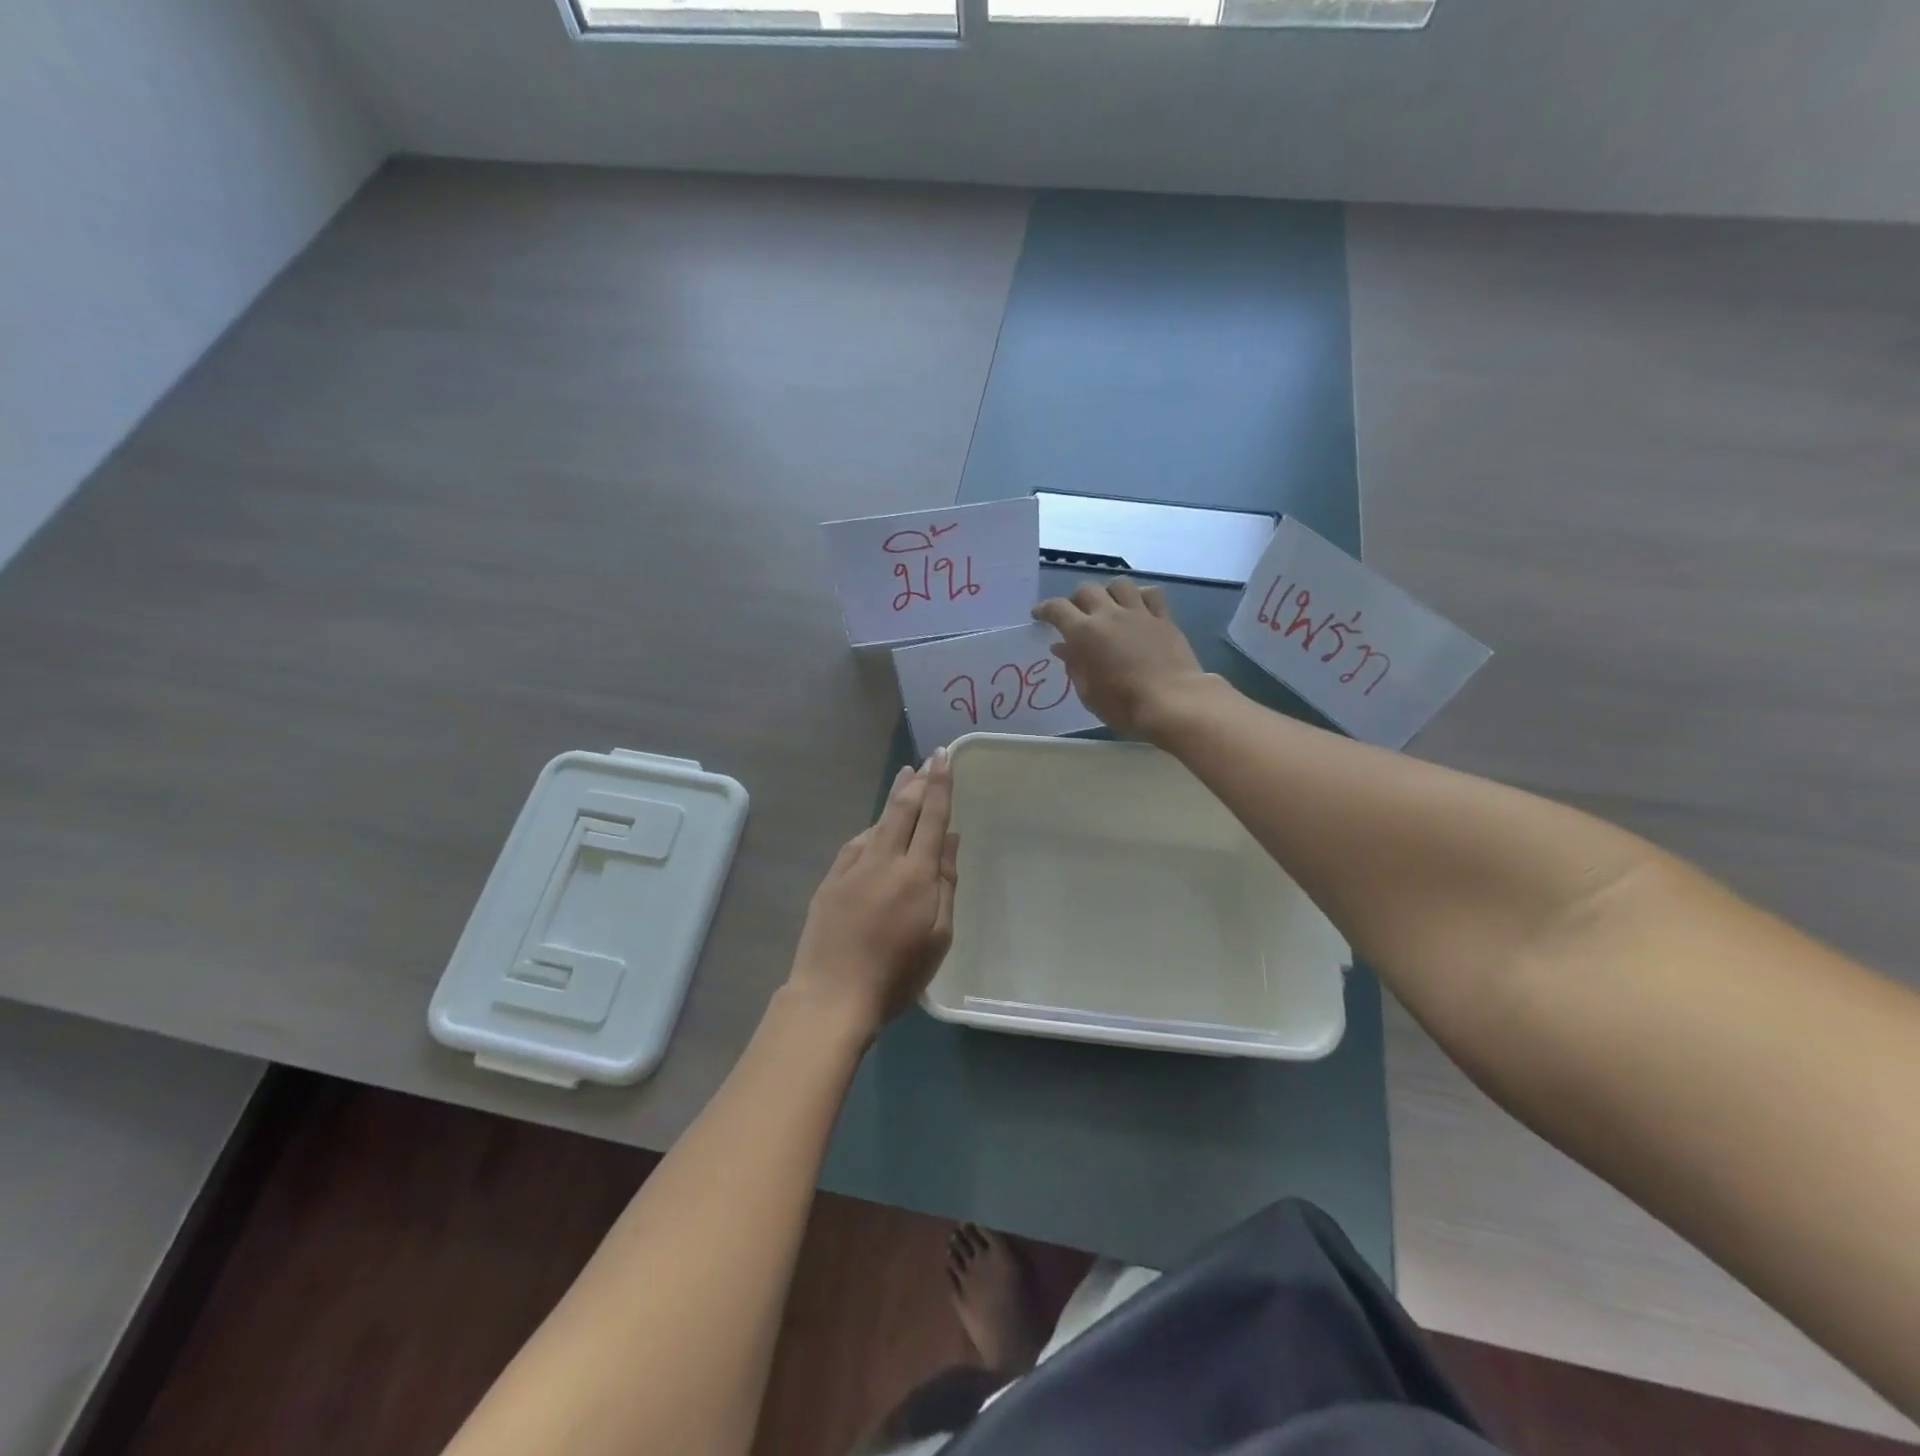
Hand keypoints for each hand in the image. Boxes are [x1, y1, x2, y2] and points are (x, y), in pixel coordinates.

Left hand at [787, 751, 958, 1037]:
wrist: (832, 994)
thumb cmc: (897, 973)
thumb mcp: (938, 935)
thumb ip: (946, 882)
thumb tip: (950, 838)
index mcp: (916, 873)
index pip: (931, 817)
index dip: (940, 785)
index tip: (943, 757)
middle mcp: (883, 859)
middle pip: (902, 810)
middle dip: (917, 781)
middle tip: (926, 760)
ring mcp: (852, 867)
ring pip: (877, 822)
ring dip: (894, 798)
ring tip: (905, 779)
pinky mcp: (831, 880)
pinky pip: (856, 843)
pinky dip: (871, 828)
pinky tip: (874, 827)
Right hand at [1033, 579, 1211, 739]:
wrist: (1174, 703)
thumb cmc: (1124, 705)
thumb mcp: (1089, 693)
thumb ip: (1074, 666)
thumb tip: (1062, 647)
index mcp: (1085, 633)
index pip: (1058, 609)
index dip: (1045, 609)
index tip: (1039, 615)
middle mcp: (1109, 615)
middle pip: (1087, 590)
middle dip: (1076, 599)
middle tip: (1075, 615)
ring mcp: (1139, 613)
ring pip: (1119, 584)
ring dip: (1108, 592)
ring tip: (1108, 606)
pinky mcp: (1164, 618)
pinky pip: (1151, 594)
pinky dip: (1140, 596)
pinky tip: (1138, 607)